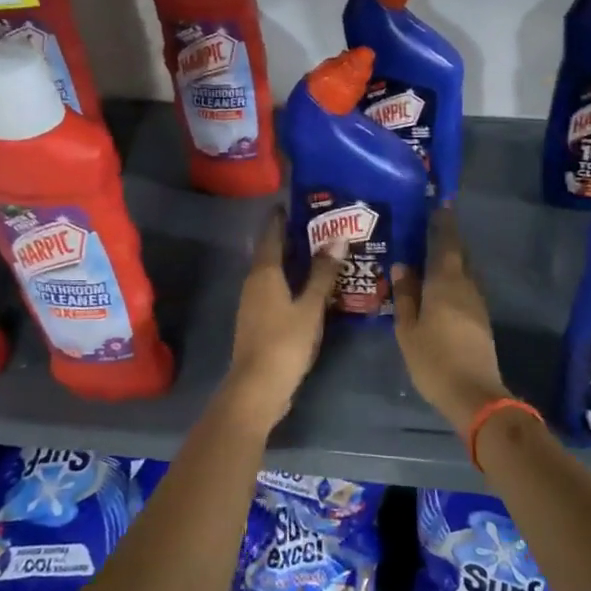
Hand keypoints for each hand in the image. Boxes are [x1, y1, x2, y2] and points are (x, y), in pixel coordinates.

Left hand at [222, 208, 343, 427]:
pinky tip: (309, 288)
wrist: (257, 388)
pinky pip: (275, 291)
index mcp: (264, 274)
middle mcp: (254, 283)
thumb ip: (323, 274)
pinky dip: (291, 282)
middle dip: (292, 239)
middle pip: (271, 253)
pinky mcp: (258, 322)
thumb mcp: (310, 307)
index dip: (281, 218)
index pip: (271, 235)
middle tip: (320, 226)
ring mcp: (253, 304)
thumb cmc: (284, 343)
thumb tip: (337, 239)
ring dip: (292, 262)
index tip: (297, 203)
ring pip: (273, 273)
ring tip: (320, 254)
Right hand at [391, 207, 511, 437]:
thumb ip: (405, 295)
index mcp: (446, 283)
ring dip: (452, 262)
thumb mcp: (408, 329)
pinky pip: (466, 289)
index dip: (444, 223)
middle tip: (431, 229)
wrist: (473, 393)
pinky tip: (441, 289)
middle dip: (448, 241)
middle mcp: (466, 286)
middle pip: (459, 256)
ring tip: (432, 257)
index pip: (446, 244)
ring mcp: (477, 304)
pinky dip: (454, 281)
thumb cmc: (433, 359)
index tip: (441, 204)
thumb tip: (402, 266)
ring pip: (464, 273)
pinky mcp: (481, 320)